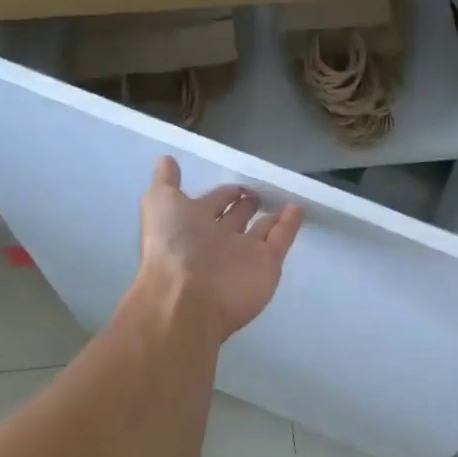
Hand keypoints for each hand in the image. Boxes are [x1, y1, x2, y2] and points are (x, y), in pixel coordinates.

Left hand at [136, 157, 302, 339]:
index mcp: (191, 225)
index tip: (236, 182)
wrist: (189, 297)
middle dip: (245, 205)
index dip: (221, 193)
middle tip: (258, 191)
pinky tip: (298, 207)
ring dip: (271, 214)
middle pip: (236, 218)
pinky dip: (290, 224)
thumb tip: (166, 159)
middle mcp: (217, 240)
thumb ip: (166, 182)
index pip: (211, 204)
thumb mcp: (160, 203)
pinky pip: (281, 240)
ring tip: (283, 197)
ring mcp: (244, 254)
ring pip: (261, 230)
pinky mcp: (268, 264)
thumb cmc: (173, 245)